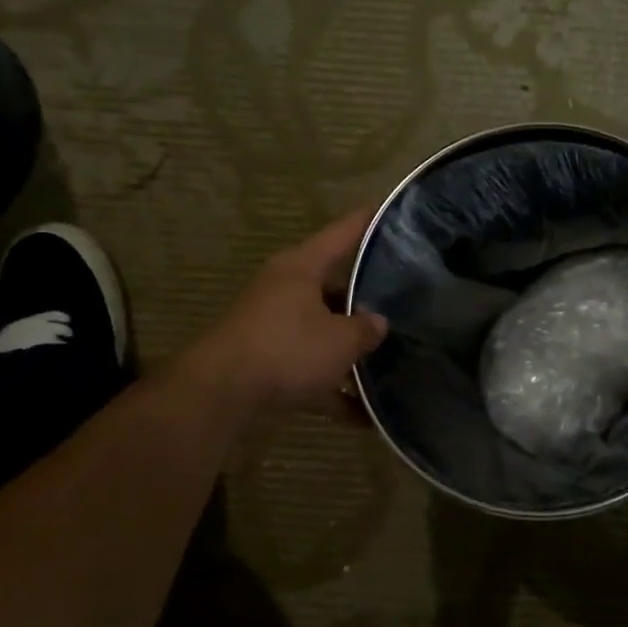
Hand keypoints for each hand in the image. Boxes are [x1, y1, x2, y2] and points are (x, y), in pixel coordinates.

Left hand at [184, 209, 388, 412]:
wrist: (221, 394)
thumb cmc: (287, 348)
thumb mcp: (340, 339)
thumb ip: (366, 329)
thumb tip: (377, 323)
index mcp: (302, 268)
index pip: (342, 234)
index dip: (368, 222)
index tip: (389, 210)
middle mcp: (286, 290)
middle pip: (334, 288)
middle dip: (367, 299)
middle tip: (406, 301)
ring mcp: (275, 327)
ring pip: (323, 332)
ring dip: (352, 350)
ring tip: (393, 360)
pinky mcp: (269, 363)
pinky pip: (312, 372)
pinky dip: (335, 390)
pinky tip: (366, 416)